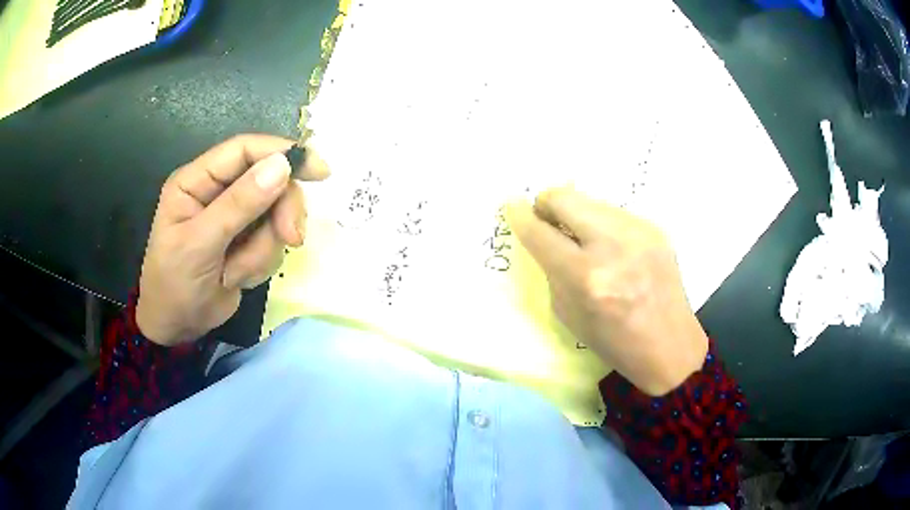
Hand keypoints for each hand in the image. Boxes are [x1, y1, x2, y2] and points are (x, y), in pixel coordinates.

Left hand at [136, 135, 328, 346]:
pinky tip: (237, 278)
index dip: (282, 152)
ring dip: (264, 248)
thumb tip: (282, 165)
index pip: (244, 150)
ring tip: (236, 273)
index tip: (318, 170)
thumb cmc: (174, 284)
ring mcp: (234, 217)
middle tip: (291, 238)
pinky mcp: (247, 241)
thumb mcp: (201, 244)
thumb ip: (239, 205)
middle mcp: (218, 191)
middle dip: (281, 212)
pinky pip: (273, 242)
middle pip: (269, 181)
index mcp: (198, 180)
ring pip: (275, 215)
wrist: (177, 327)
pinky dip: (261, 263)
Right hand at [508, 187, 707, 395]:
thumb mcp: (568, 314)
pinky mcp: (655, 229)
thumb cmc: (613, 341)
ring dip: (577, 215)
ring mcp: (639, 232)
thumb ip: (553, 270)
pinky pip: (614, 213)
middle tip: (548, 221)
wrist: (669, 345)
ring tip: (584, 239)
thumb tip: (545, 235)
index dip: (520, 216)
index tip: (512, 206)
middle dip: (547, 205)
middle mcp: (613, 246)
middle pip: (565, 197)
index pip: (541, 233)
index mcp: (586, 278)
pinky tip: (612, 247)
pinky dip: (602, 224)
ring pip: (590, 200)